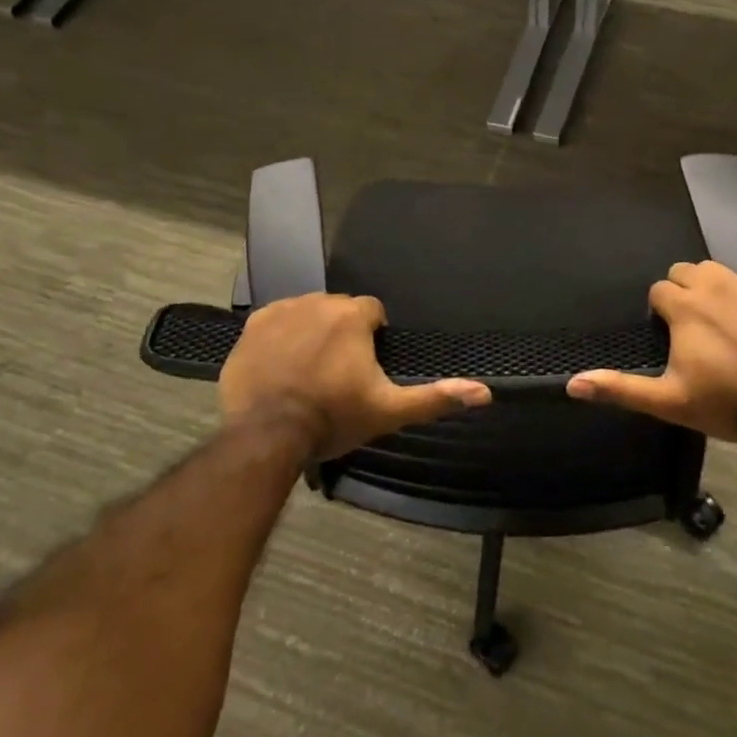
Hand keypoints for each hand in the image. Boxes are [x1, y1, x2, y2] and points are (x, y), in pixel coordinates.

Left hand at [220, 293, 490, 460]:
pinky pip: (276, 321)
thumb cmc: (333, 418)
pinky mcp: (252, 325)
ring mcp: (282, 311)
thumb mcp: (388, 411)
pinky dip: (280, 336)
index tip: (363, 367)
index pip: (372, 311)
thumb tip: (484, 392)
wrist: (267, 435)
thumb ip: (435, 397)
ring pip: (307, 313)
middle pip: (339, 310)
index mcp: (352, 315)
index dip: (371, 338)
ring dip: (312, 332)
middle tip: (336, 373)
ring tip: (308, 370)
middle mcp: (318, 302)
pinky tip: (280, 366)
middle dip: (341, 333)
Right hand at [566, 261, 736, 443]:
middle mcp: (715, 286)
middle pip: (687, 271)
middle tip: (691, 326)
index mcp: (685, 306)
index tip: (668, 334)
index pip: (659, 290)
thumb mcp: (669, 401)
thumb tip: (572, 384)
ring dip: (714, 289)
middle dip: (683, 290)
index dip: (660, 311)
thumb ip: (620, 389)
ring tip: (721, 321)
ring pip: (721, 273)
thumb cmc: (728, 402)